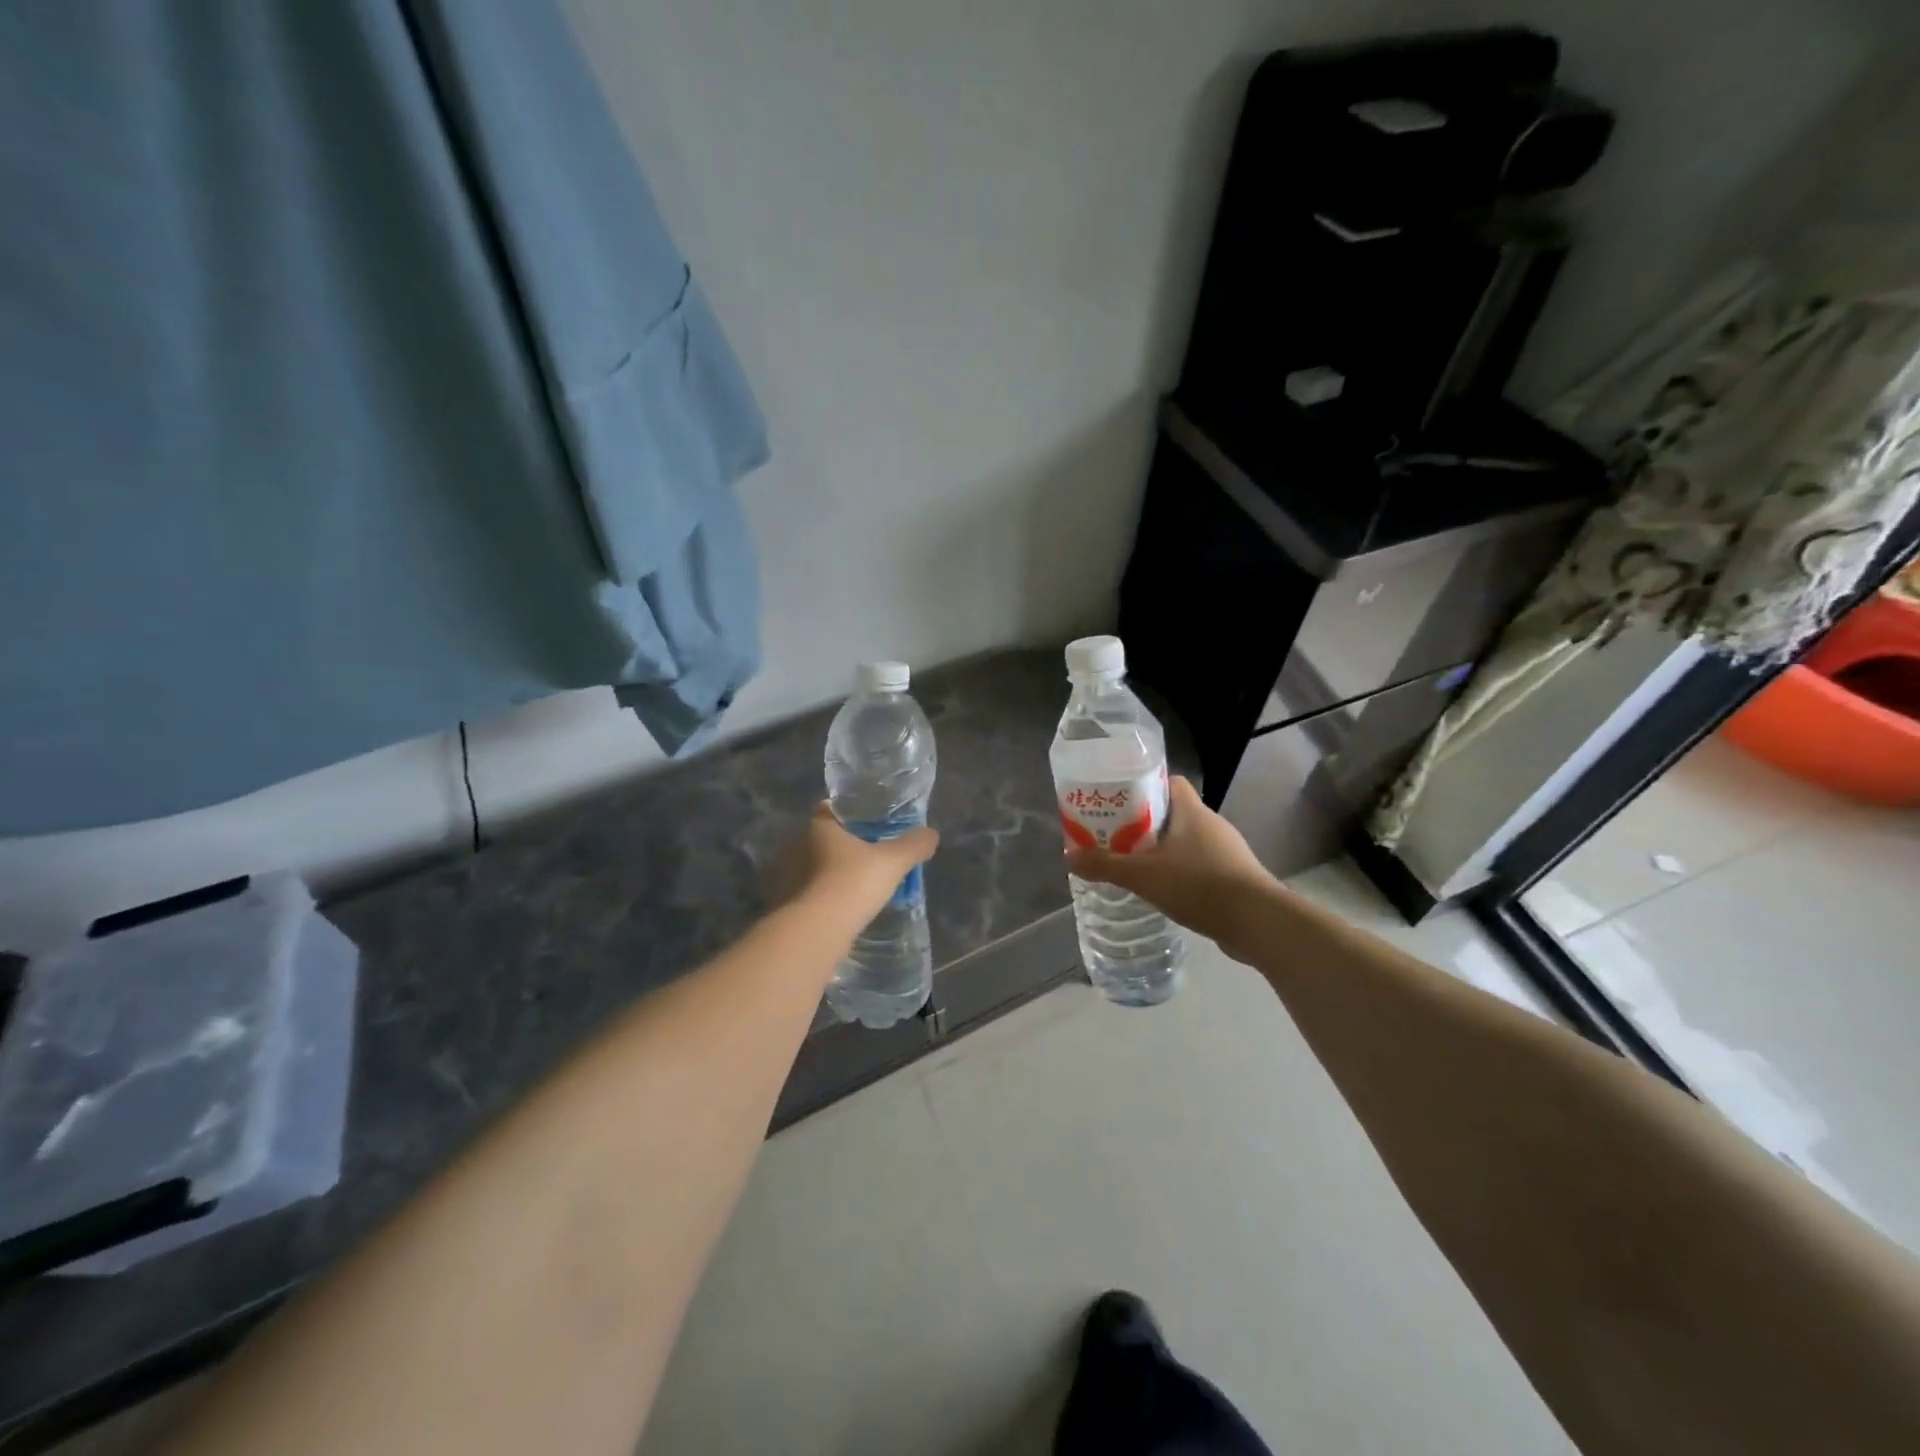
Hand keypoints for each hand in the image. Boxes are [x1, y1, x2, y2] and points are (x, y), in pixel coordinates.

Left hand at [783, 802, 937, 936]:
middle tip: (869, 856)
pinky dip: (821, 895)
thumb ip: (913, 845)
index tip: (869, 823)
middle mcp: (796, 844)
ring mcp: (786, 875)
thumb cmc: (853, 883)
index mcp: (819, 826)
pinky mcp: (784, 902)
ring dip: (830, 872)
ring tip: (856, 885)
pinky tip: (839, 906)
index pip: (830, 808)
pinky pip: (807, 891)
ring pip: (813, 866)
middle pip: (822, 837)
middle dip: (842, 845)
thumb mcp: (893, 862)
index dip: (850, 813)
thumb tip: (931, 834)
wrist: (816, 930)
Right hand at [1065, 777, 1274, 955]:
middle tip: (1116, 838)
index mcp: (1192, 811)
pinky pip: (1200, 866)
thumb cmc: (1199, 885)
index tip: (1118, 802)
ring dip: (1163, 851)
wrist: (1258, 923)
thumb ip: (1105, 865)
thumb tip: (1069, 857)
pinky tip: (1164, 892)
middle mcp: (1212, 824)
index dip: (1143, 787)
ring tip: (1135, 867)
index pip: (1169, 783)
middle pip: (1173, 813)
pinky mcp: (1235, 877)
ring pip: (1187, 842)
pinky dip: (1181, 874)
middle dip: (1145, 824)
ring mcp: (1227, 851)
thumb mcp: (1143, 875)